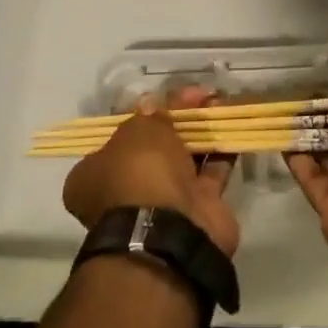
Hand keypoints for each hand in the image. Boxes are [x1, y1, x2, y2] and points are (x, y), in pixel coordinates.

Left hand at [63, 87, 239, 255]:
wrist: (171, 233)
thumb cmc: (140, 174)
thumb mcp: (139, 131)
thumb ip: (149, 115)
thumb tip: (154, 106)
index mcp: (95, 176)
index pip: (115, 139)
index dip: (139, 116)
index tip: (160, 99)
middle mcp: (127, 191)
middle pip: (154, 146)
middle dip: (178, 119)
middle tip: (199, 95)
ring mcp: (164, 203)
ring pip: (185, 157)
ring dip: (202, 129)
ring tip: (220, 101)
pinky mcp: (198, 209)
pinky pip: (212, 171)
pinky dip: (222, 148)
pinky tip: (233, 123)